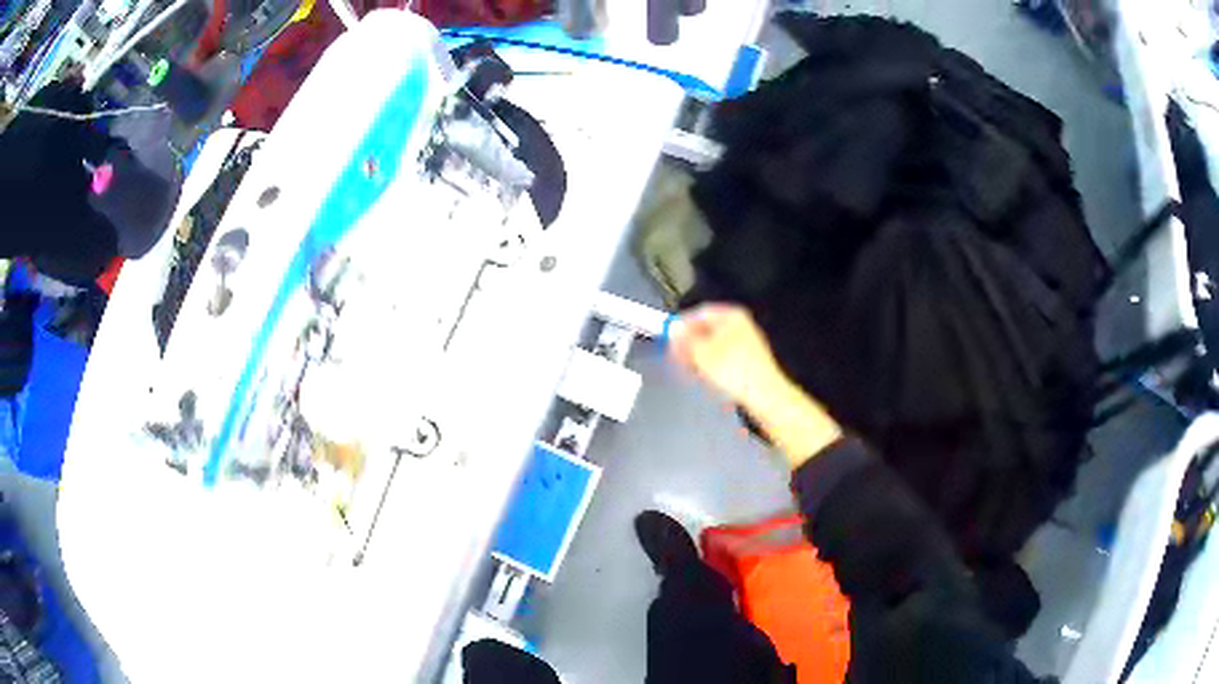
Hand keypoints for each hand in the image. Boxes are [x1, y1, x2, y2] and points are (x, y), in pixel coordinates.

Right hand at [669, 304, 842, 467]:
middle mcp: (741, 325)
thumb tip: (674, 328)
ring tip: (691, 371)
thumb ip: (684, 338)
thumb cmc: (734, 371)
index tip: (668, 338)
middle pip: (706, 330)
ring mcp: (746, 343)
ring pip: (713, 346)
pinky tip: (707, 379)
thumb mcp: (701, 352)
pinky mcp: (748, 362)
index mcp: (731, 315)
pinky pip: (723, 359)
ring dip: (699, 357)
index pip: (699, 313)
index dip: (681, 325)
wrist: (764, 395)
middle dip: (689, 344)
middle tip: (677, 357)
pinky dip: (712, 366)